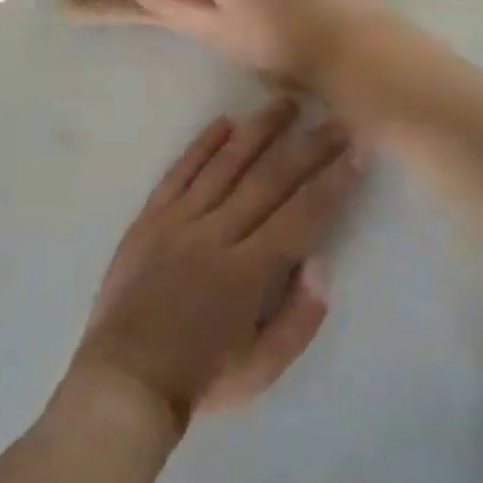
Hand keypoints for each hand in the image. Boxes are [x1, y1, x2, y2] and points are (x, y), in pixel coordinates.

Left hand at [68, 100, 364, 430]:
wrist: (124, 379)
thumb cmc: (201, 378)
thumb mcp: (263, 369)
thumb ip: (300, 318)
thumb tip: (321, 263)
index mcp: (249, 272)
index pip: (302, 215)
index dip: (334, 181)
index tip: (358, 152)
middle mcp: (217, 235)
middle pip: (269, 180)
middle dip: (307, 146)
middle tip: (335, 118)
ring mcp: (179, 222)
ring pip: (225, 164)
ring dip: (258, 131)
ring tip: (285, 103)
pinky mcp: (150, 218)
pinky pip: (179, 173)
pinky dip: (201, 145)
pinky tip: (224, 122)